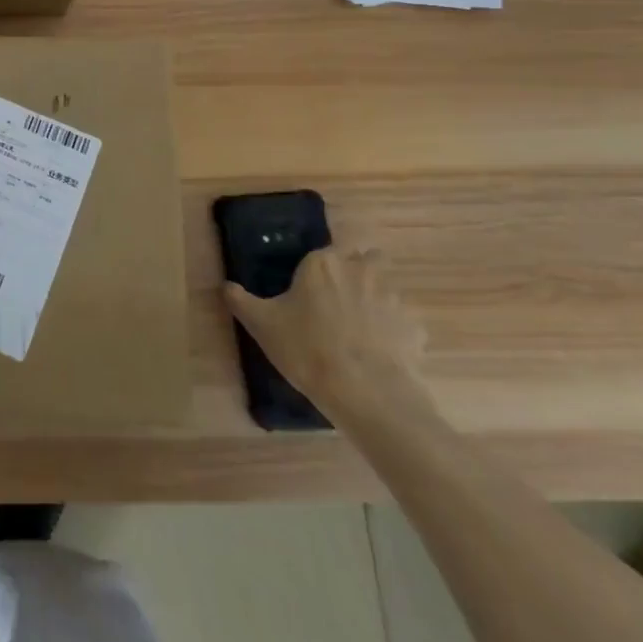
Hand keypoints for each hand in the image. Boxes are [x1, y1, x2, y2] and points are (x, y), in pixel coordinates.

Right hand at [224, 247, 428, 415]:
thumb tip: (226, 286)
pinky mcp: (415, 329)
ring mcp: (394, 299)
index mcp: (323, 263)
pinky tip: (381, 354)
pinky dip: (394, 332)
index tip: (312, 285)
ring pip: (388, 288)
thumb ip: (241, 300)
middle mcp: (362, 270)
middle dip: (359, 271)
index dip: (323, 265)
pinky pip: (403, 323)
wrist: (366, 393)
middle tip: (341, 298)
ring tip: (361, 330)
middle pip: (368, 258)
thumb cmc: (307, 349)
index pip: (328, 248)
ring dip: (377, 300)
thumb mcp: (261, 325)